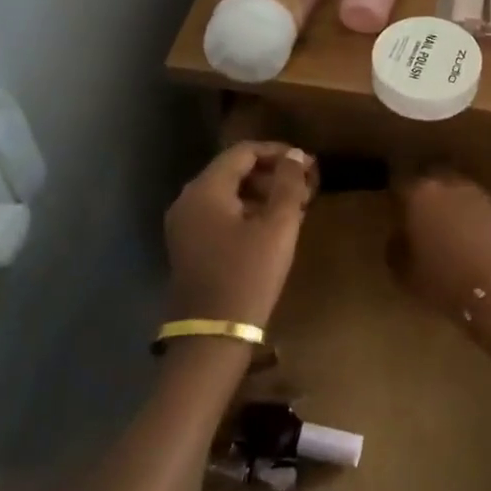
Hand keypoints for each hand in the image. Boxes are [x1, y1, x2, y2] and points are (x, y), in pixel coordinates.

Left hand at [165, 142, 315, 328]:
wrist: (212, 338)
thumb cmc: (248, 276)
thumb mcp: (278, 227)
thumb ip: (288, 184)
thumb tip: (294, 155)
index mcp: (206, 189)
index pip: (243, 152)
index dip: (277, 152)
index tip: (307, 164)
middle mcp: (188, 200)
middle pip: (233, 170)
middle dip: (271, 173)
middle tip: (305, 186)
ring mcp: (184, 225)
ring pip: (227, 193)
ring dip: (261, 193)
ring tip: (295, 207)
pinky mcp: (188, 246)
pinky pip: (220, 214)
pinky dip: (247, 211)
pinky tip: (272, 227)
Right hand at [390, 170, 490, 322]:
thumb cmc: (443, 280)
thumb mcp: (404, 273)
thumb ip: (396, 248)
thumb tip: (400, 236)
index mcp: (418, 194)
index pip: (399, 185)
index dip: (395, 198)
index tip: (393, 211)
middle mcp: (446, 184)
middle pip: (430, 180)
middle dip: (423, 194)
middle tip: (418, 215)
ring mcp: (476, 193)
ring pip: (454, 190)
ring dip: (448, 203)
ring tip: (445, 226)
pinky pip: (474, 205)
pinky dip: (468, 215)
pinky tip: (468, 236)